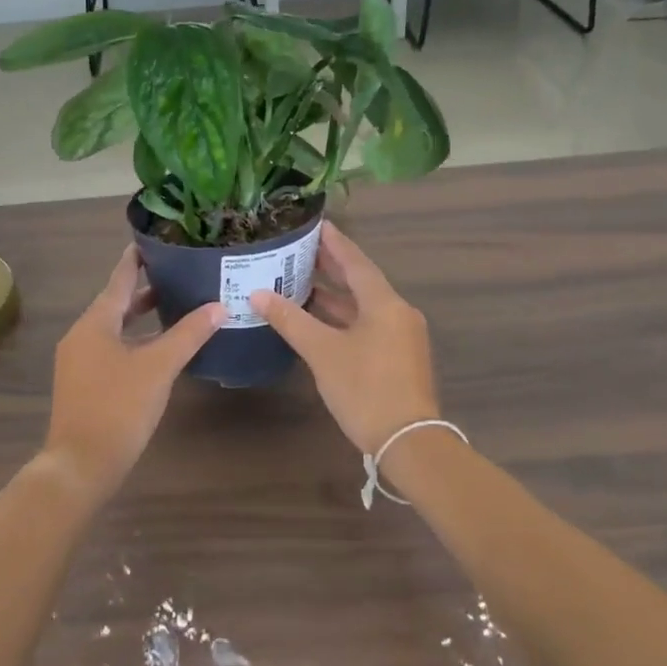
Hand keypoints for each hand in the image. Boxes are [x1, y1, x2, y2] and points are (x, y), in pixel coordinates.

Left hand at [44, 246, 222, 506]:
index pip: (118, 280)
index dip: (136, 260)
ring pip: (114, 329)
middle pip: (116, 304)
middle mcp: (82, 335)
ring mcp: (79, 361)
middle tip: (176, 273)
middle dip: (144, 290)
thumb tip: (219, 306)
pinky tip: (158, 350)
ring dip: (141, 318)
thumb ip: (188, 334)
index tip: (153, 241)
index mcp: (95, 323)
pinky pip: (112, 349)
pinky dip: (135, 341)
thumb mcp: (159, 367)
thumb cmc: (118, 407)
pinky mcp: (84, 384)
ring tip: (173, 306)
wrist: (80, 464)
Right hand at [250, 221, 439, 454]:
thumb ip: (290, 320)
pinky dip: (343, 317)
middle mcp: (397, 312)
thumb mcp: (322, 352)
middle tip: (300, 249)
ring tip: (301, 280)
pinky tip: (318, 318)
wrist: (408, 441)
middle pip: (361, 281)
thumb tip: (257, 294)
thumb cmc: (365, 389)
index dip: (334, 242)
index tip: (315, 224)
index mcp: (384, 303)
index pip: (355, 261)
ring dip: (335, 294)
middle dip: (331, 266)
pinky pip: (367, 324)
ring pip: (363, 306)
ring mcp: (400, 336)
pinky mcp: (398, 357)